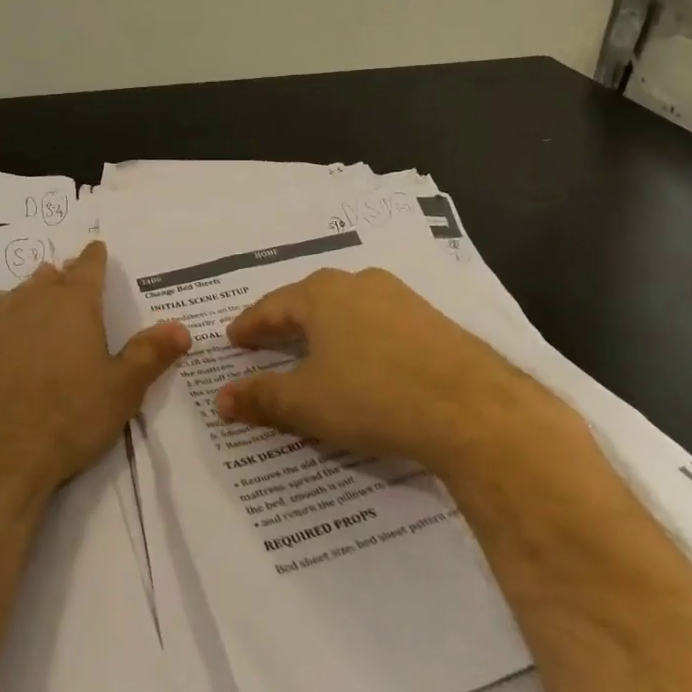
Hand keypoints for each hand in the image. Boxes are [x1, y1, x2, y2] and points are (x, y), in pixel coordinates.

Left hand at [0, 240, 189, 501]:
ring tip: (38, 290)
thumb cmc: (68, 418)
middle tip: (69, 274)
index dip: (95, 257)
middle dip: (63, 275)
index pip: (89, 269)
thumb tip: (181, 327)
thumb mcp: (122, 390)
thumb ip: (151, 354)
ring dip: (31, 290)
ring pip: (18, 294)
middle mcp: (34, 303)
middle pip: (50, 278)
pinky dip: (0, 313)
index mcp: (75, 305)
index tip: (96, 247)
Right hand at [215, 267, 556, 483]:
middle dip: (285, 324)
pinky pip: (378, 325)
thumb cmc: (373, 396)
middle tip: (265, 342)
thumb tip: (221, 398)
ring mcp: (400, 298)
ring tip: (312, 351)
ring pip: (347, 310)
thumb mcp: (306, 402)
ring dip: (325, 330)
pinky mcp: (430, 320)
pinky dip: (359, 340)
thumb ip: (261, 397)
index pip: (272, 307)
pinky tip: (362, 361)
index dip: (250, 326)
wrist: (470, 408)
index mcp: (322, 293)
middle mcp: (359, 283)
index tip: (233, 339)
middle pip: (310, 302)